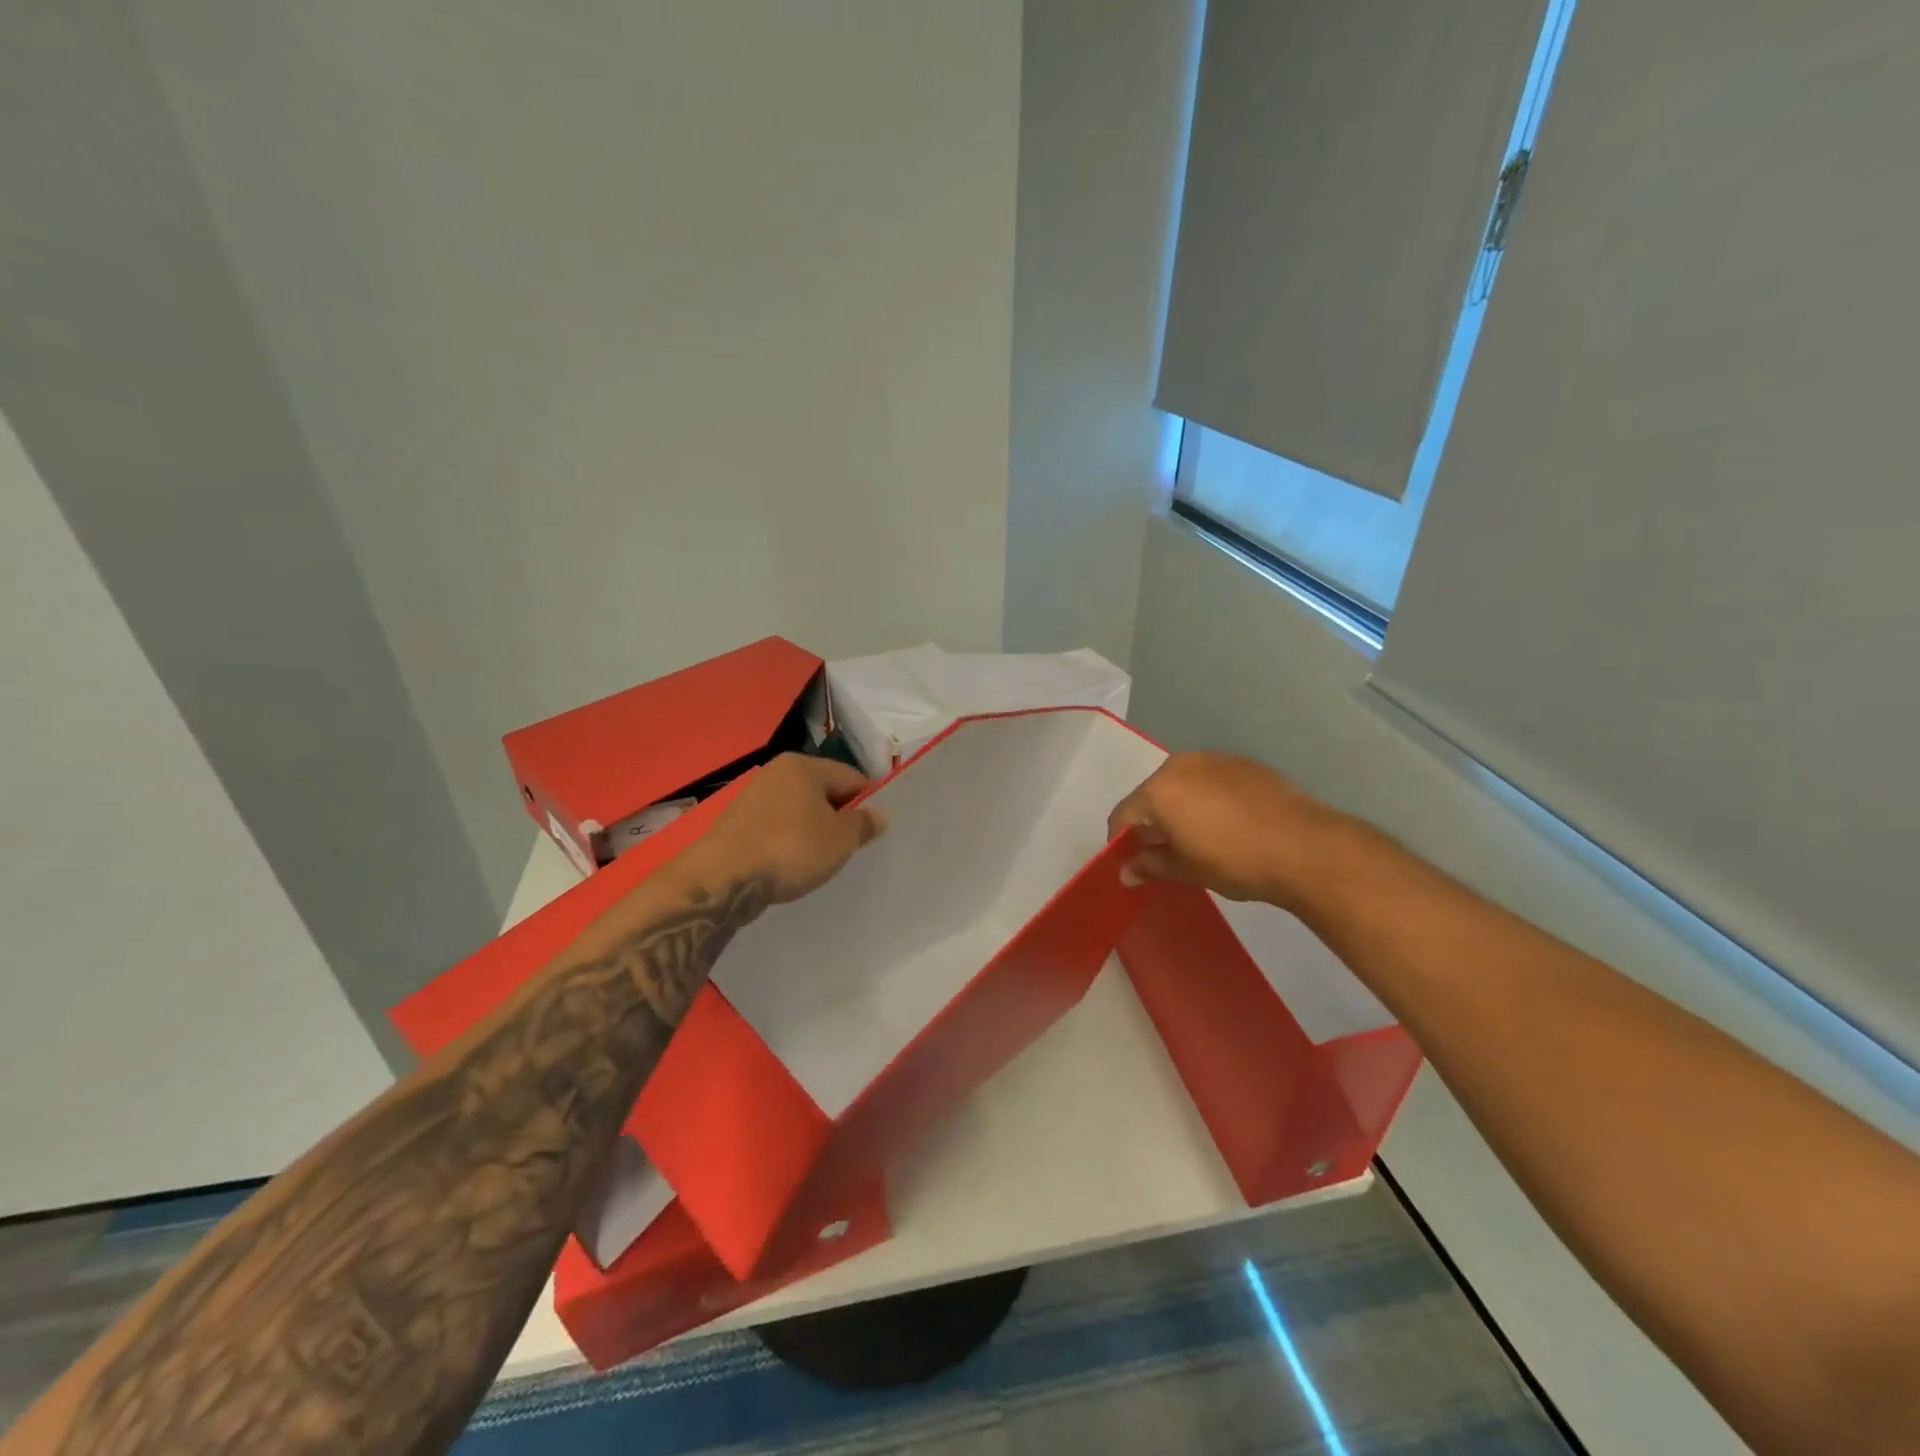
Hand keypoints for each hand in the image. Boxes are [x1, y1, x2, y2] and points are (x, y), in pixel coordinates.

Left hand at [704, 753, 885, 903]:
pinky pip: (777, 827)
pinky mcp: (736, 823)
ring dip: (814, 830)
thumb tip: (878, 814)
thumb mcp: (840, 840)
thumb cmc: (791, 849)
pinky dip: (789, 841)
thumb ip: (863, 824)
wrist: (724, 878)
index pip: (850, 777)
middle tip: (853, 845)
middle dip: (840, 816)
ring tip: (825, 858)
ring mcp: (752, 797)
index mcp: (804, 765)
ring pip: (798, 810)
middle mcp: (776, 772)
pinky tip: (794, 863)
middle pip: (822, 791)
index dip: (869, 801)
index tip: (876, 829)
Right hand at [1108, 751, 1344, 909]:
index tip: (1130, 863)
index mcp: (1158, 790)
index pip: (1123, 815)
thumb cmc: (1235, 861)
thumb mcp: (1187, 869)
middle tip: (1165, 851)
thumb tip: (1125, 872)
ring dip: (1180, 807)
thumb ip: (1151, 865)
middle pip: (1151, 794)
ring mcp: (1213, 759)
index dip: (1121, 841)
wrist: (1304, 846)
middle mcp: (1179, 765)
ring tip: (1198, 836)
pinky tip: (1227, 822)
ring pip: (1182, 784)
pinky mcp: (1242, 763)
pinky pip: (1210, 779)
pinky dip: (1207, 798)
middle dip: (1151, 821)